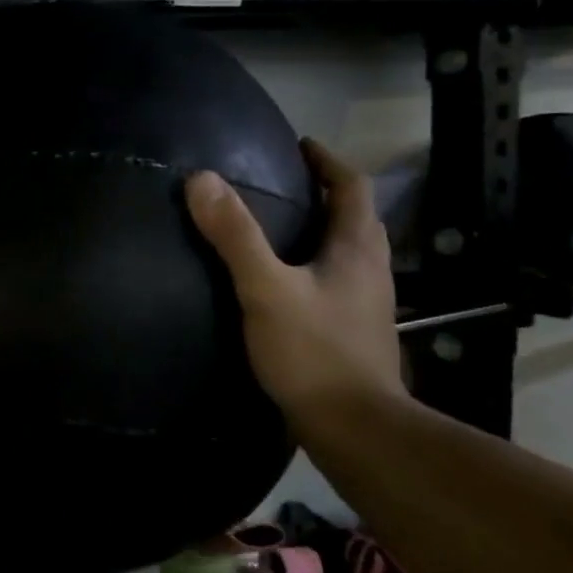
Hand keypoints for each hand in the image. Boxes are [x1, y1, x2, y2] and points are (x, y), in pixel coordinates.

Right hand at [184, 139, 403, 430]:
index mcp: (357, 248)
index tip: (297, 145)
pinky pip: (335, 279)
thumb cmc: (313, 352)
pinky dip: (312, 263)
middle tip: (281, 183)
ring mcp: (366, 303)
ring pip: (346, 250)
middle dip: (323, 193)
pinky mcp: (353, 330)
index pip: (351, 187)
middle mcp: (370, 269)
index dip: (327, 161)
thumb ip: (235, 236)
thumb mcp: (265, 289)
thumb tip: (201, 180)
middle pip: (353, 216)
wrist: (354, 426)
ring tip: (277, 226)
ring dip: (319, 229)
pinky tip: (282, 281)